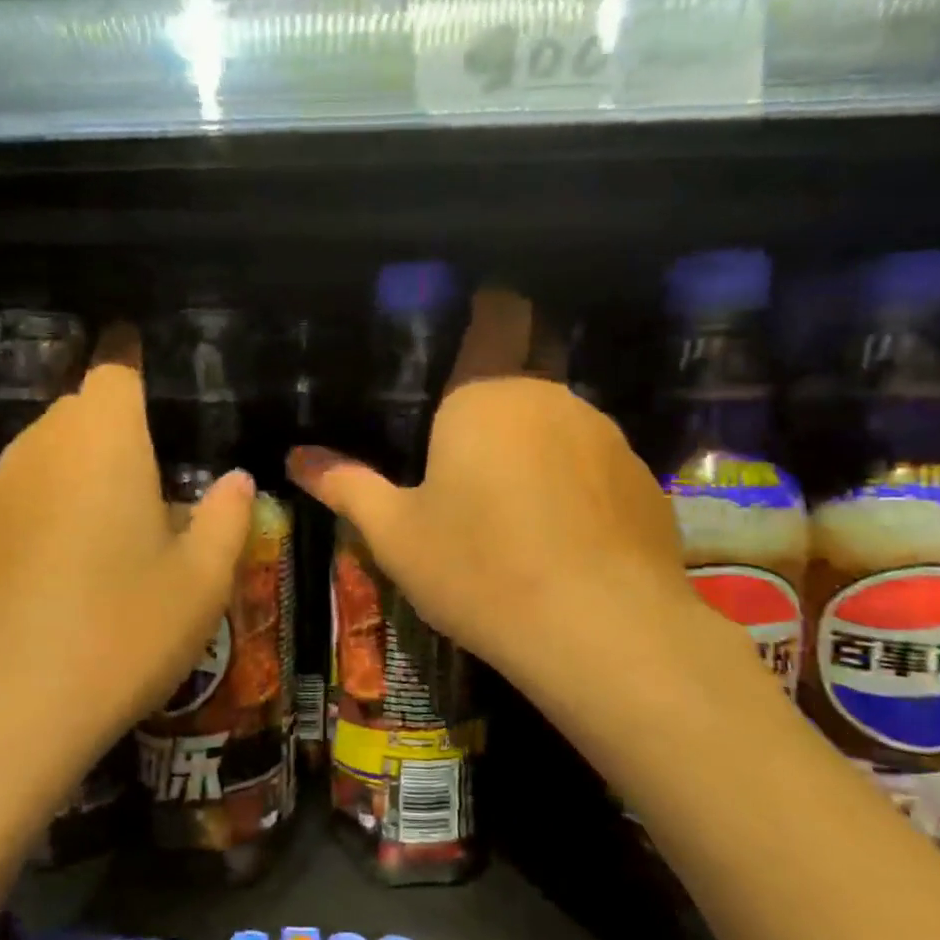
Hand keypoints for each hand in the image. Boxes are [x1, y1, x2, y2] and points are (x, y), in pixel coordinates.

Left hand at [0, 326, 254, 939]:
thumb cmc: (121, 633)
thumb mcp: (200, 582)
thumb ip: (226, 518)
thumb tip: (238, 479)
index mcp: (103, 440)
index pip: (114, 367)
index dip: (130, 353)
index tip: (142, 353)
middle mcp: (40, 448)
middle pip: (78, 409)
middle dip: (114, 423)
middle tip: (154, 471)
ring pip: (45, 452)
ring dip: (80, 466)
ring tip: (115, 520)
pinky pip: (19, 494)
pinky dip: (48, 503)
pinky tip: (67, 562)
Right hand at [287, 288, 713, 713]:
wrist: (602, 632)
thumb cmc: (480, 570)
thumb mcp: (396, 535)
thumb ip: (346, 486)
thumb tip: (296, 457)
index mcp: (484, 396)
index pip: (497, 316)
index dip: (489, 307)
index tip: (475, 314)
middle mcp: (550, 398)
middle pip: (528, 369)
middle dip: (500, 392)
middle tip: (466, 438)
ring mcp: (606, 437)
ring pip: (559, 421)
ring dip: (534, 443)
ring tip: (510, 499)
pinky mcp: (644, 480)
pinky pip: (594, 465)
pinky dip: (574, 482)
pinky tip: (560, 533)